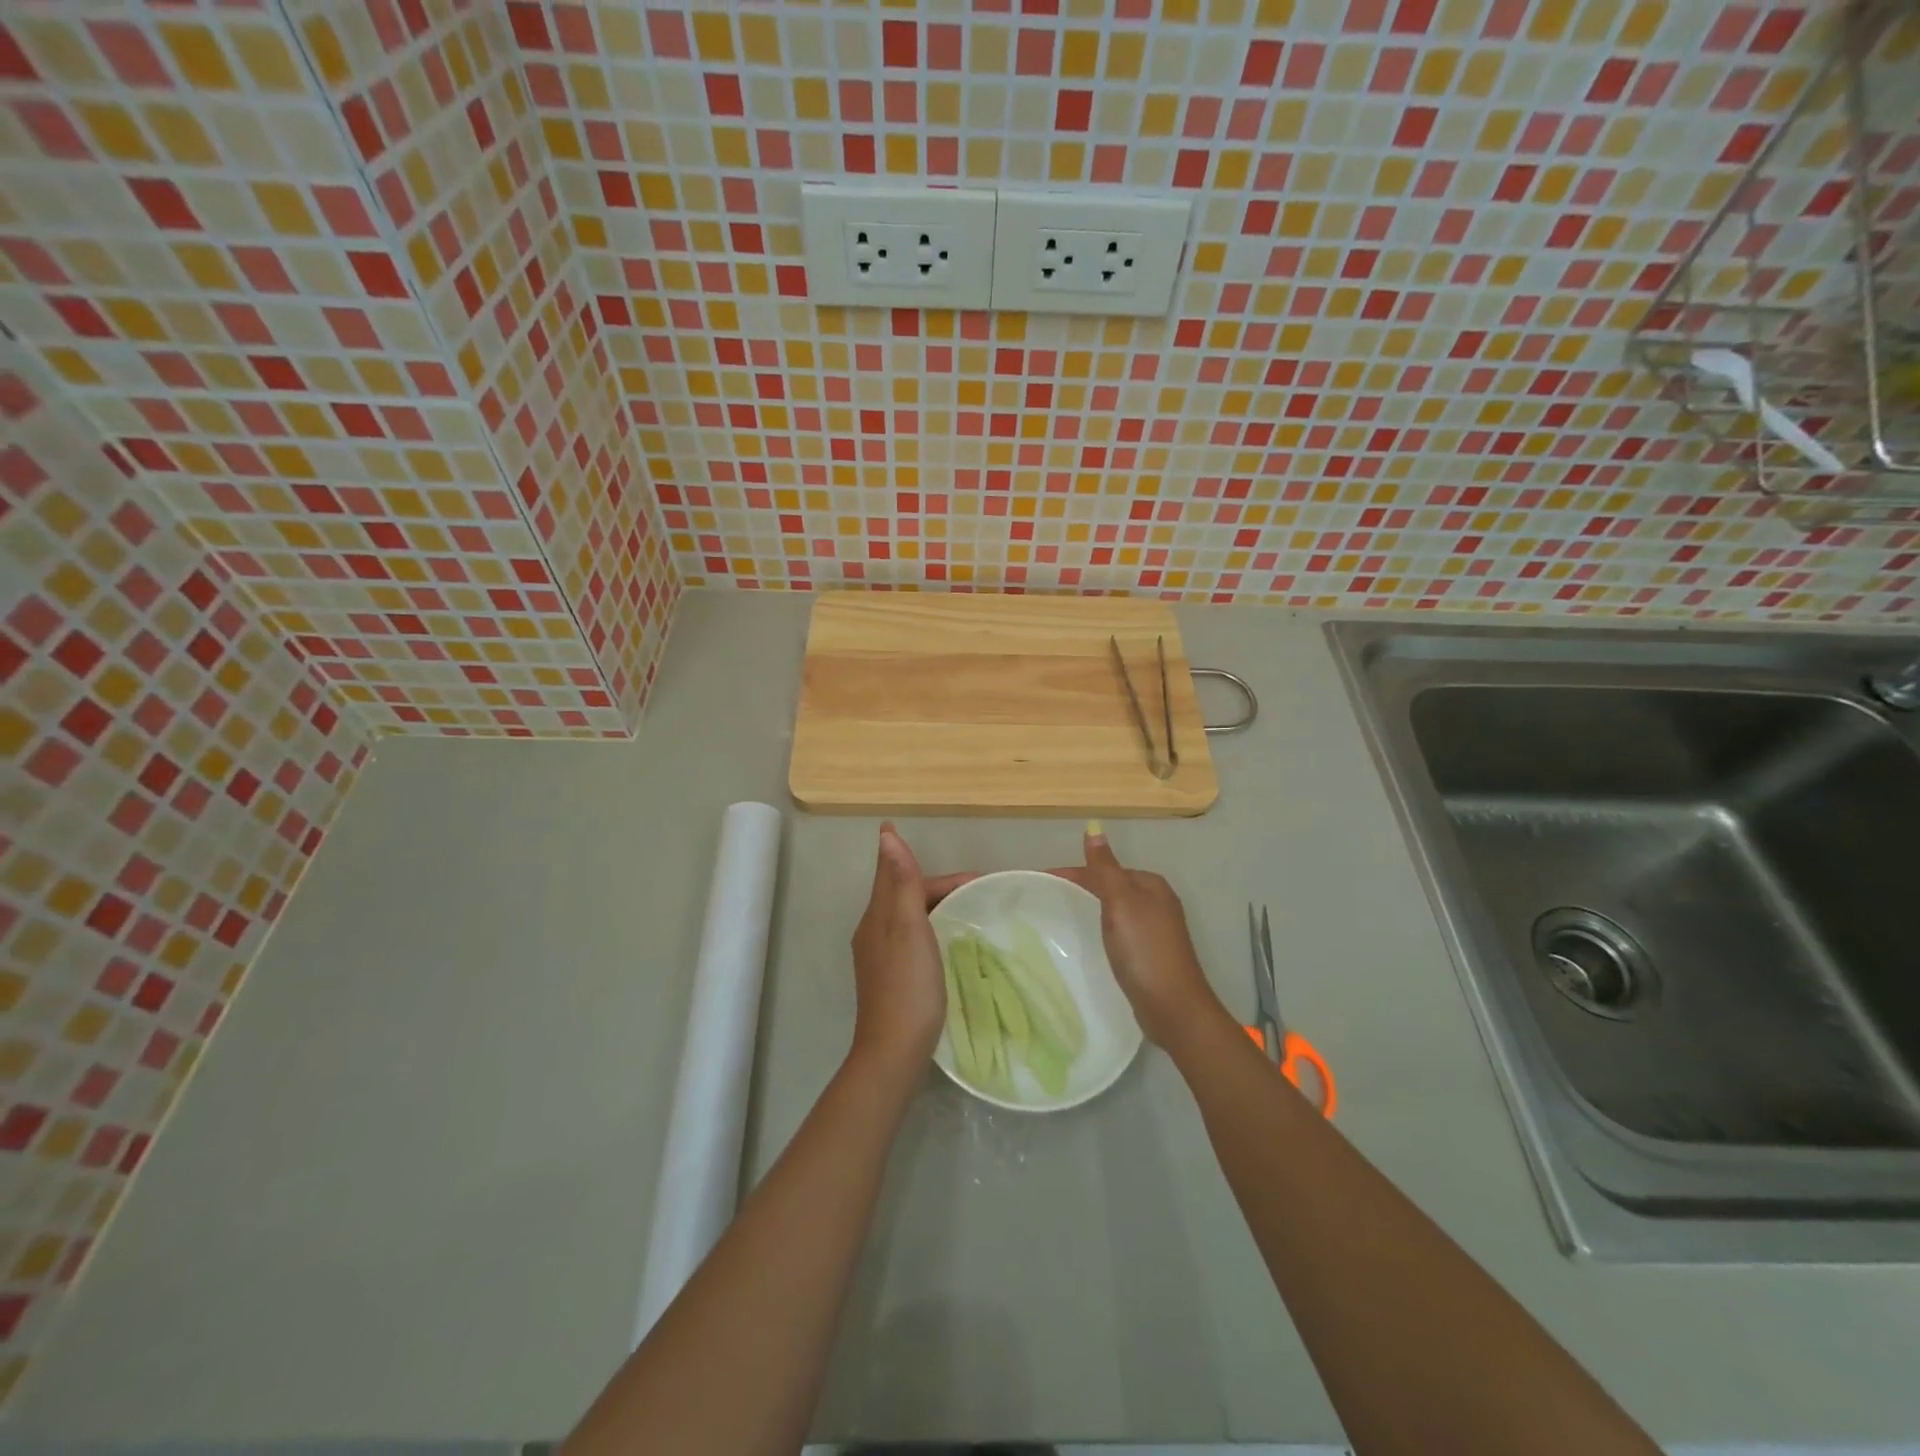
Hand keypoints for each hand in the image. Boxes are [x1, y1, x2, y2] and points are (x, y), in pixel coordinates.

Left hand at [849, 823, 971, 1077]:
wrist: (894, 1051)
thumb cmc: (907, 985)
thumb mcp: (908, 927)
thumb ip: (901, 881)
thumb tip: (887, 835)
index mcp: (877, 916)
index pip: (896, 873)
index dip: (916, 859)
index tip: (958, 863)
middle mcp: (872, 931)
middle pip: (901, 893)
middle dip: (933, 883)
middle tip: (974, 886)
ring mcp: (879, 957)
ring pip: (905, 915)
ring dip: (931, 903)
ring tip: (965, 907)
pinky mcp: (889, 977)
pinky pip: (909, 937)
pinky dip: (929, 926)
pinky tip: (945, 941)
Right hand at [1062, 828, 1228, 1048]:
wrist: (1173, 1006)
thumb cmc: (1144, 949)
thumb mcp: (1121, 902)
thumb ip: (1105, 867)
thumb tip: (1094, 828)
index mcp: (1151, 885)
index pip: (1106, 868)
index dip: (1075, 872)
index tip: (1043, 878)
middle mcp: (1158, 901)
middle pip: (1112, 886)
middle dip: (1083, 886)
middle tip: (1049, 896)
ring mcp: (1157, 929)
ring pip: (1117, 908)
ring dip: (1093, 906)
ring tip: (1064, 915)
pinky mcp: (1152, 953)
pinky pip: (1121, 929)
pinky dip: (1104, 927)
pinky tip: (1094, 938)